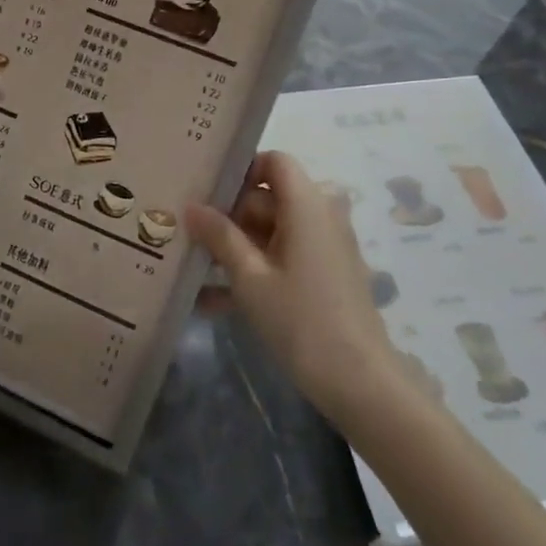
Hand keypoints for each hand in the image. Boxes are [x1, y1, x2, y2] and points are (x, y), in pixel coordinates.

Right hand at [186, 151, 425, 424]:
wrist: (359, 383)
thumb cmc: (301, 319)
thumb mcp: (250, 277)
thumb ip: (219, 236)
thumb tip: (191, 206)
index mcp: (307, 205)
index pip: (274, 161)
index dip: (240, 170)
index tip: (206, 192)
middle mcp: (320, 217)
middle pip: (267, 198)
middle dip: (227, 216)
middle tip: (186, 234)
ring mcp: (323, 248)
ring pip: (270, 232)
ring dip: (234, 248)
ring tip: (190, 269)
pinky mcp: (323, 276)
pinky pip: (281, 259)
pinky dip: (252, 272)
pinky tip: (211, 301)